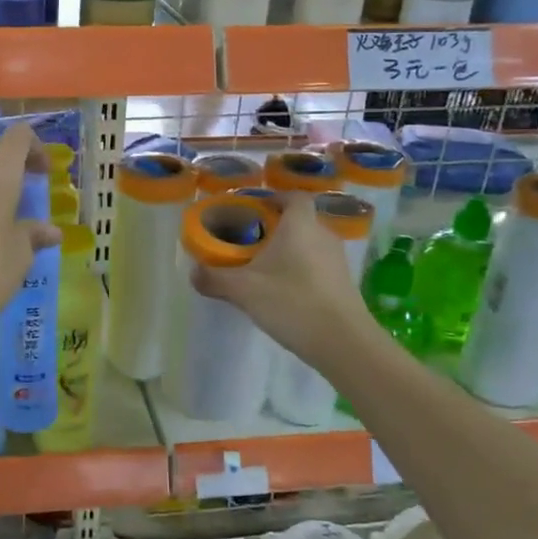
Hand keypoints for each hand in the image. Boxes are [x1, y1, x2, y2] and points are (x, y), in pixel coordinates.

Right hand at [193, 192, 370, 365]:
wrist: (343, 342)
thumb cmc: (291, 302)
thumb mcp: (243, 290)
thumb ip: (215, 278)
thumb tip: (193, 272)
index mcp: (300, 224)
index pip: (293, 196)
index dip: (275, 198)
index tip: (254, 209)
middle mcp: (323, 234)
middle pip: (300, 220)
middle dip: (276, 227)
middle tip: (251, 241)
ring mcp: (337, 259)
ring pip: (309, 243)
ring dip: (289, 250)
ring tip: (264, 268)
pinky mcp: (344, 283)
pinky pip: (318, 264)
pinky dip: (301, 269)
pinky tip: (284, 291)